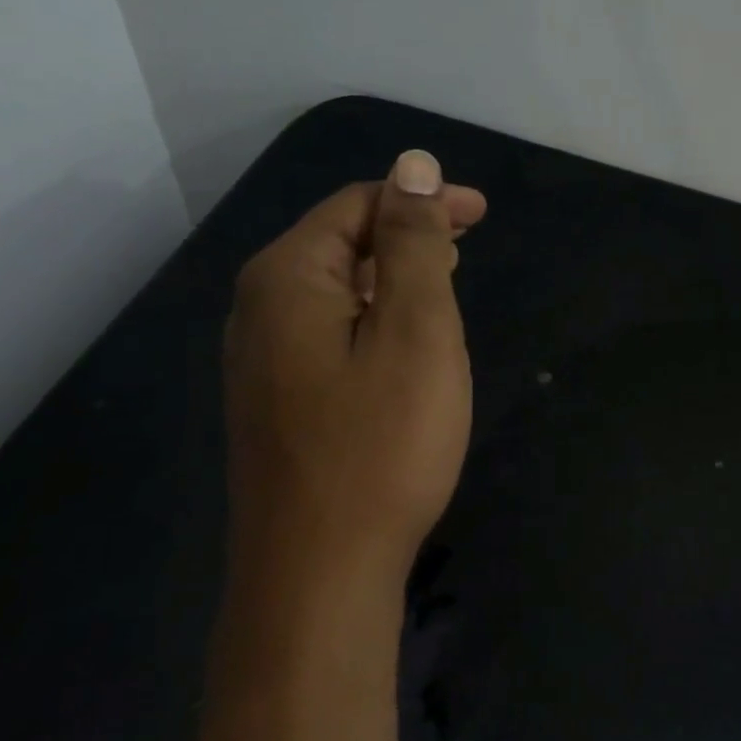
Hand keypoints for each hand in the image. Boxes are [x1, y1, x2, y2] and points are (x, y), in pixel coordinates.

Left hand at [223, 149, 486, 585]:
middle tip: (466, 251)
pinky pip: (329, 334)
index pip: (357, 205)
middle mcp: (259, 309)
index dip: (422, 200)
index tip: (481, 215)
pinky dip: (374, 322)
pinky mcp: (276, 403)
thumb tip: (413, 165)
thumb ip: (413, 244)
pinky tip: (402, 349)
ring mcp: (261, 361)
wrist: (319, 574)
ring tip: (445, 292)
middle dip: (407, 237)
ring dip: (392, 280)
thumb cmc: (381, 445)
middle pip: (340, 243)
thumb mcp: (415, 332)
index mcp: (287, 278)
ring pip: (335, 292)